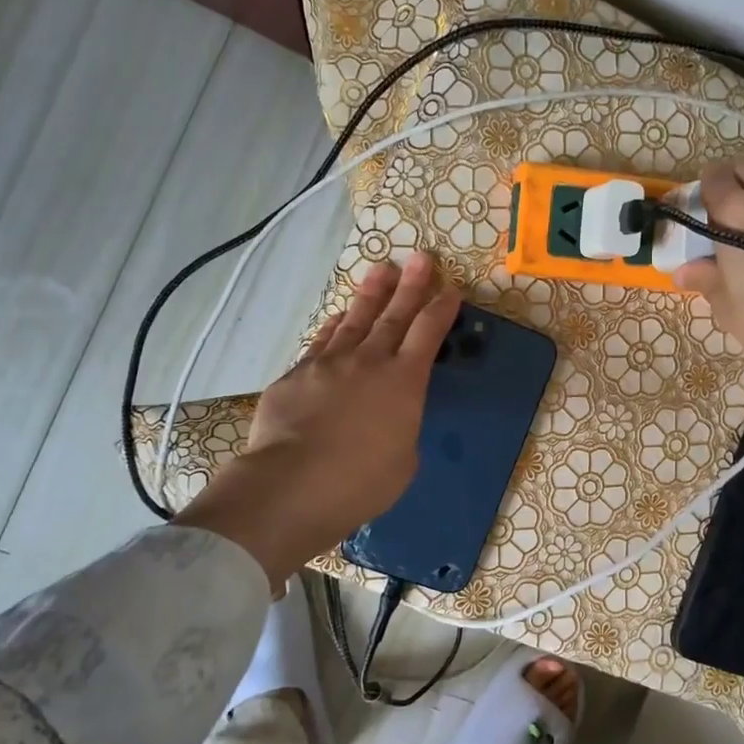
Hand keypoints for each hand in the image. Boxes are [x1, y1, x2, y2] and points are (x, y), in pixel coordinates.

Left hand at [172, 255, 459, 588]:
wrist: (292, 485)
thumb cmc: (361, 482)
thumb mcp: (403, 461)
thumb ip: (401, 430)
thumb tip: (388, 421)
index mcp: (404, 382)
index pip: (428, 333)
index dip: (442, 309)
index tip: (451, 289)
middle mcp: (368, 361)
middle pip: (394, 315)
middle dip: (411, 285)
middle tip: (421, 258)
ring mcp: (328, 364)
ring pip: (355, 320)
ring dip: (371, 294)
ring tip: (382, 271)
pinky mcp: (296, 375)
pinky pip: (321, 342)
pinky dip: (334, 326)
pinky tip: (338, 317)